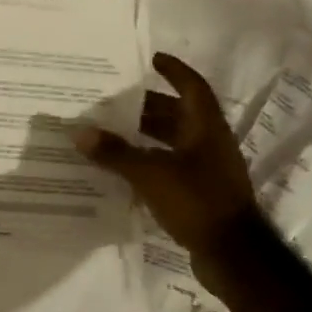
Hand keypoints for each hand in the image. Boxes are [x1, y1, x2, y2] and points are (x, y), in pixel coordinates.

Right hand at [75, 53, 262, 298]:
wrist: (232, 253)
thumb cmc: (196, 202)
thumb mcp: (151, 174)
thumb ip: (115, 153)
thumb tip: (79, 132)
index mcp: (205, 128)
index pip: (191, 87)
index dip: (174, 70)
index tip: (152, 58)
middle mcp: (210, 143)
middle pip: (178, 115)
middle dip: (148, 106)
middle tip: (115, 101)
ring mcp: (208, 170)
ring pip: (174, 142)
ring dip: (147, 136)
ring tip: (113, 133)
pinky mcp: (201, 194)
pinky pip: (172, 168)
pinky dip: (150, 162)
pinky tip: (126, 169)